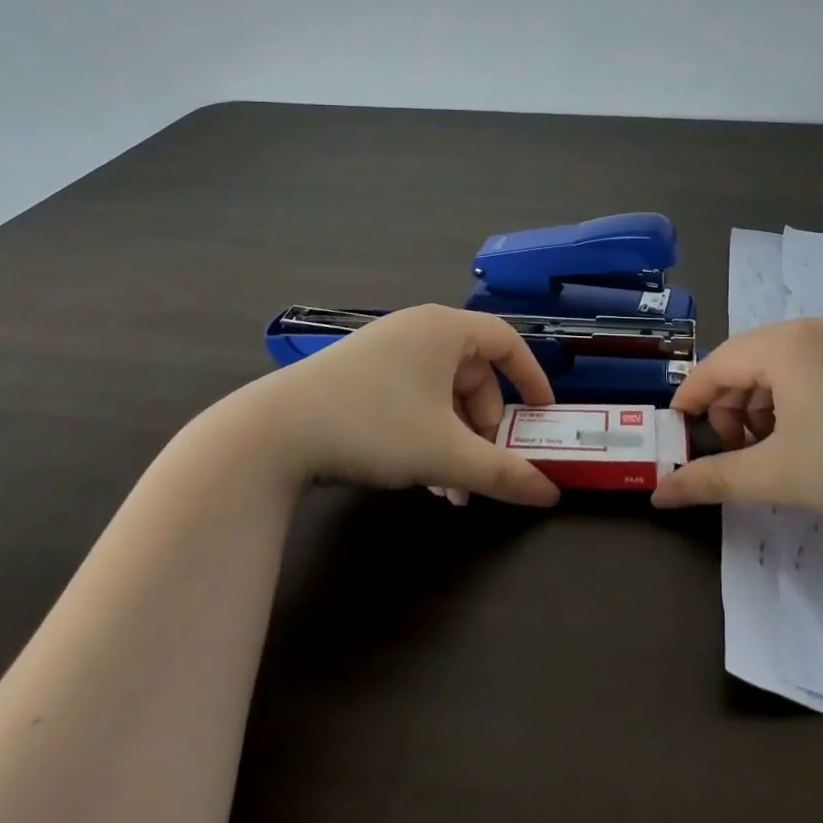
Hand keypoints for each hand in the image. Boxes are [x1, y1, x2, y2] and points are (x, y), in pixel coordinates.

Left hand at [214, 305, 560, 506]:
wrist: (273, 433)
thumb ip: (502, 472)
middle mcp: (418, 329)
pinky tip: (417, 475)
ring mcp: (384, 348)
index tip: (543, 414)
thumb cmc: (375, 426)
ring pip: (440, 392)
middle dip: (482, 428)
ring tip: (448, 489)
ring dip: (453, 438)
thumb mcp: (445, 453)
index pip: (506, 341)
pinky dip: (424, 432)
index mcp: (445, 329)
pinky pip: (411, 396)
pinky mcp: (358, 372)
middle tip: (480, 471)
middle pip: (472, 375)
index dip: (531, 377)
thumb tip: (549, 493)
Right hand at [651, 317, 822, 520]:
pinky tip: (803, 439)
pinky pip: (801, 371)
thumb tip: (662, 494)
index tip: (676, 437)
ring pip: (772, 369)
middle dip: (726, 410)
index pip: (714, 366)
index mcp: (780, 345)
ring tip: (770, 452)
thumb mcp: (779, 475)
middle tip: (734, 454)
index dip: (689, 402)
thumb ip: (715, 480)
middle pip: (741, 364)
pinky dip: (787, 402)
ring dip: (756, 409)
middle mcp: (804, 331)